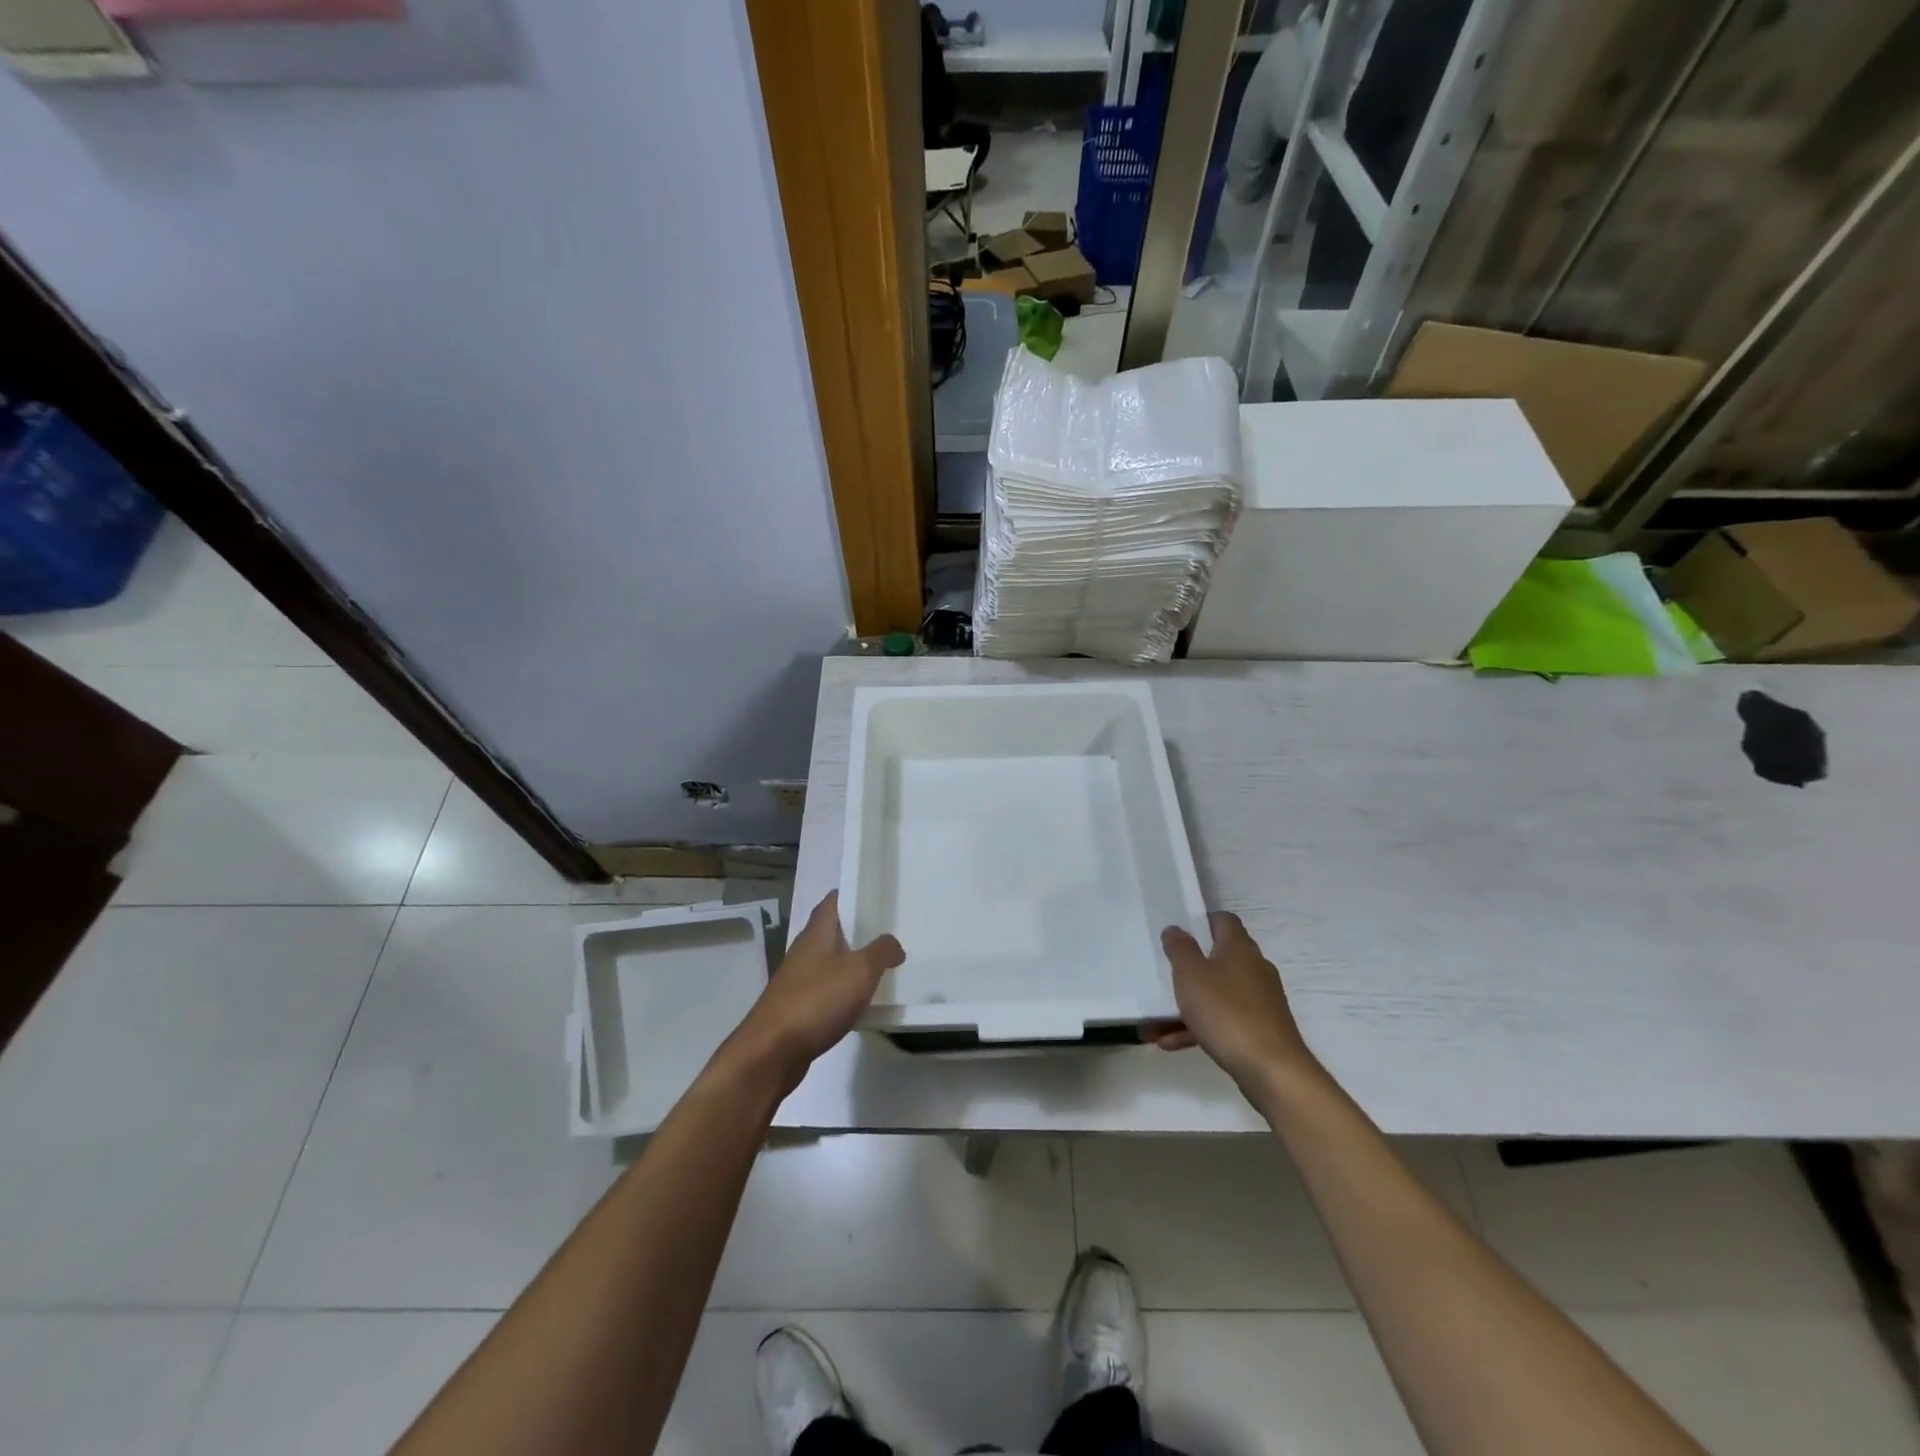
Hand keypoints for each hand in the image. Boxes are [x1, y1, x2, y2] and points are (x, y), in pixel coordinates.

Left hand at [730, 892, 903, 1090]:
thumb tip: (894, 944)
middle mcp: (804, 949)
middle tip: (889, 932)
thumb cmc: (817, 1000)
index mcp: (817, 932)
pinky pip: (825, 989)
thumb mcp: (861, 971)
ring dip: (852, 962)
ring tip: (881, 966)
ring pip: (830, 961)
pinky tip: (860, 1002)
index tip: (877, 895)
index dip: (853, 894)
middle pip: (832, 930)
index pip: (833, 900)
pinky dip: (843, 990)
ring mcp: (797, 979)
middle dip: (858, 930)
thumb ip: (882, 951)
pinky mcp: (796, 1006)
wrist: (772, 1051)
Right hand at [1148, 911, 1318, 1092]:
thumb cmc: (1227, 1013)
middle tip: (1163, 975)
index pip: (1222, 920)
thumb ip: (1180, 949)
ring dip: (1187, 1005)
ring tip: (1155, 1023)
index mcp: (1239, 948)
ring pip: (1216, 994)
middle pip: (1218, 958)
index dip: (1200, 921)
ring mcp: (1259, 1001)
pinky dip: (1199, 1028)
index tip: (1177, 932)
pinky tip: (1172, 1043)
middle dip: (1187, 969)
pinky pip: (1223, 1021)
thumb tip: (1176, 929)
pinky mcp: (1260, 1030)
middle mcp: (1253, 969)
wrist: (1273, 1071)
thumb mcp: (1192, 976)